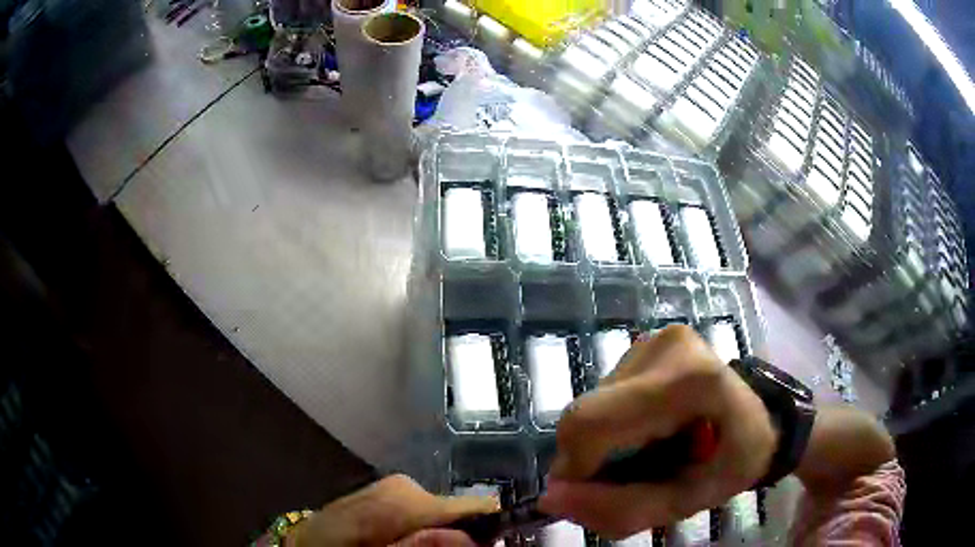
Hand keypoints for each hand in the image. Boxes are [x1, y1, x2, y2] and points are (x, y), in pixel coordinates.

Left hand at [290, 475, 497, 545]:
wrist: (306, 541)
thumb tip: (472, 539)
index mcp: (403, 499)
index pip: (471, 507)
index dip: (487, 530)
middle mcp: (405, 485)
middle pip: (459, 513)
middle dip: (458, 537)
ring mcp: (397, 487)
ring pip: (443, 514)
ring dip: (440, 535)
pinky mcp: (391, 493)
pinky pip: (425, 513)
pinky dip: (424, 530)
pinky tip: (404, 541)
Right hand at [537, 325, 776, 538]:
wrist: (763, 417)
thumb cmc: (736, 460)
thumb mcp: (688, 501)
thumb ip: (622, 508)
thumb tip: (550, 498)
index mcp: (690, 382)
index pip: (594, 423)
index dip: (577, 467)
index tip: (591, 496)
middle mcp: (666, 346)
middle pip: (586, 414)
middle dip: (589, 460)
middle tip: (623, 481)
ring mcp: (655, 339)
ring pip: (591, 406)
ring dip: (603, 444)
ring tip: (647, 454)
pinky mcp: (647, 342)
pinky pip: (604, 395)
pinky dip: (612, 426)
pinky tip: (646, 432)